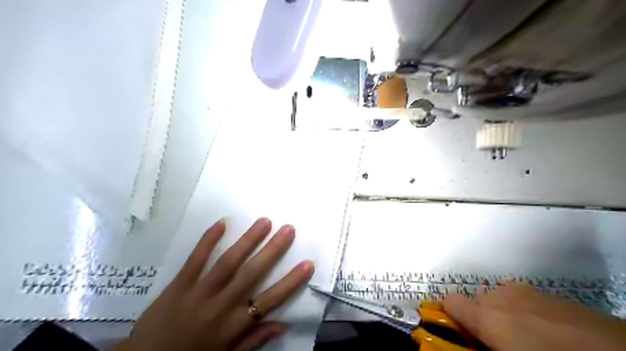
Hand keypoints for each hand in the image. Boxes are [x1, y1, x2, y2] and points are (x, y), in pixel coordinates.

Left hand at [110, 217, 315, 350]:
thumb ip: (255, 340)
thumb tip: (283, 324)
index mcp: (234, 325)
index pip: (270, 300)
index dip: (291, 282)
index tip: (308, 264)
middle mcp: (220, 306)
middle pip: (251, 274)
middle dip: (273, 250)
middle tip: (288, 229)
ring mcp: (199, 292)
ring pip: (227, 263)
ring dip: (247, 240)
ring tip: (264, 221)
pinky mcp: (179, 284)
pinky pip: (195, 259)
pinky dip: (208, 241)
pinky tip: (222, 223)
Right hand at [441, 282, 624, 350]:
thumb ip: (484, 347)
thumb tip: (475, 341)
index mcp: (487, 317)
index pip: (450, 302)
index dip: (451, 317)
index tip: (464, 336)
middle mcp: (499, 297)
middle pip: (474, 302)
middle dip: (480, 320)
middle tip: (499, 344)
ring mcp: (524, 292)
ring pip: (497, 299)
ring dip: (501, 315)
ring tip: (526, 338)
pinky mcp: (546, 293)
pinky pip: (519, 298)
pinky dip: (521, 311)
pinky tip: (547, 331)